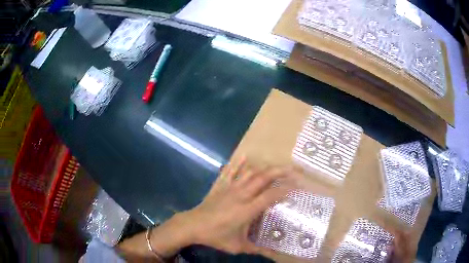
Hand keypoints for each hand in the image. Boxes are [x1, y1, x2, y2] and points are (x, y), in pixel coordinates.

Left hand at [180, 157, 298, 254]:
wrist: (193, 225)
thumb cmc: (216, 236)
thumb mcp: (237, 246)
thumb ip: (256, 249)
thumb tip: (272, 254)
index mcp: (247, 209)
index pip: (271, 195)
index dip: (285, 189)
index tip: (297, 186)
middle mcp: (241, 194)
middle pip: (263, 178)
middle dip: (280, 171)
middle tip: (293, 170)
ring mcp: (230, 188)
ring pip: (250, 172)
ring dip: (264, 167)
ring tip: (276, 166)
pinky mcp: (221, 186)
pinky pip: (230, 171)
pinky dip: (238, 163)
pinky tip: (244, 156)